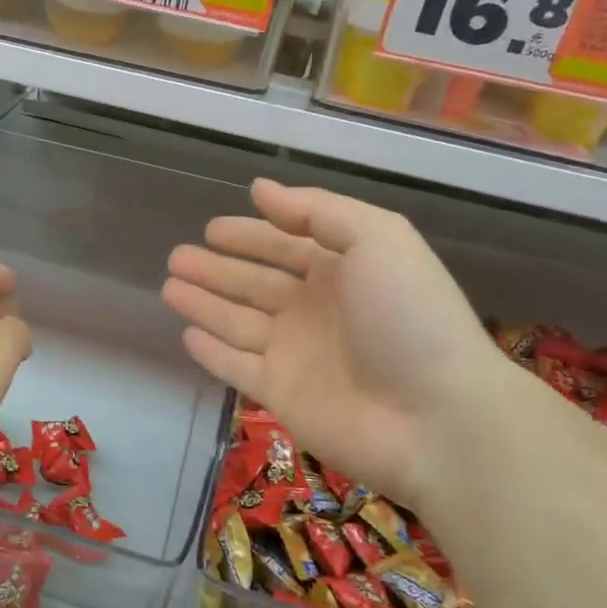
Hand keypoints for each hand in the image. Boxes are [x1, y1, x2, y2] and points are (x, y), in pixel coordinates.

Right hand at [162, 180, 504, 508]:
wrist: (437, 418)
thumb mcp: (378, 239)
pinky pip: (236, 366)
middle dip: (216, 268)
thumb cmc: (408, 317)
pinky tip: (187, 334)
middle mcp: (316, 310)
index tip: (212, 228)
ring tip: (169, 287)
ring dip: (204, 303)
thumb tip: (260, 189)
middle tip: (177, 257)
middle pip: (255, 283)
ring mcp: (297, 355)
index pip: (286, 245)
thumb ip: (317, 210)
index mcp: (343, 270)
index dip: (250, 235)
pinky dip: (212, 352)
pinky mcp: (282, 395)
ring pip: (238, 321)